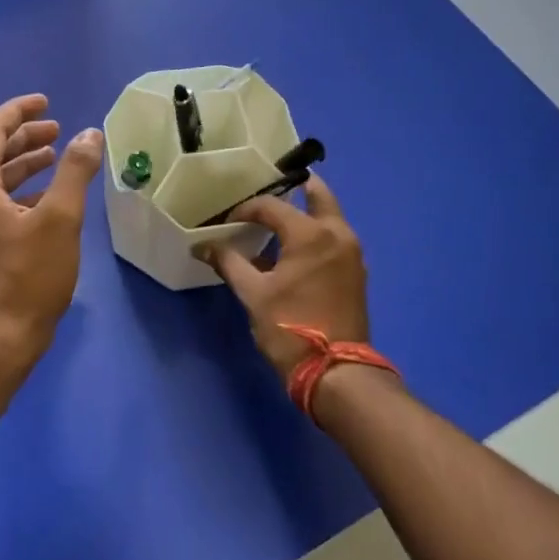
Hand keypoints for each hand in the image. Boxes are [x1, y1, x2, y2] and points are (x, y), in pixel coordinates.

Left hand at [0, 94, 103, 374]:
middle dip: (25, 137)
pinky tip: (46, 199)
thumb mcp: (60, 219)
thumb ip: (74, 171)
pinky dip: (19, 192)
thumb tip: (90, 134)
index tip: (46, 102)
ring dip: (23, 165)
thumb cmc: (28, 277)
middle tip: (57, 129)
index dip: (20, 111)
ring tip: (55, 157)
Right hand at [198, 175, 370, 384]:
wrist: (336, 371)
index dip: (246, 209)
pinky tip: (293, 251)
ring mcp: (352, 253)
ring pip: (329, 218)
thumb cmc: (290, 327)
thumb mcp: (253, 294)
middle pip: (318, 196)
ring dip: (306, 213)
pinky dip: (316, 235)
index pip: (272, 206)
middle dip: (296, 188)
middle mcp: (338, 234)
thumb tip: (202, 246)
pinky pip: (334, 239)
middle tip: (273, 187)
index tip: (228, 221)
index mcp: (311, 234)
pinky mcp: (356, 272)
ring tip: (277, 222)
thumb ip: (229, 263)